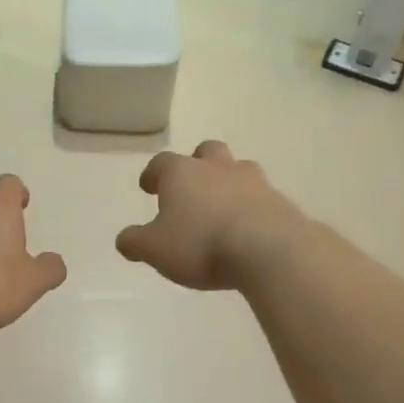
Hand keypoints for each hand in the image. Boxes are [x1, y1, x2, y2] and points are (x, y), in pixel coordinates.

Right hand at [115, 141, 303, 290]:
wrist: (267, 249)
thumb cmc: (200, 244)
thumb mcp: (155, 250)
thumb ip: (135, 242)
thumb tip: (124, 239)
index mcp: (182, 173)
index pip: (161, 163)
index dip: (153, 174)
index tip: (148, 186)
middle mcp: (217, 168)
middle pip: (206, 152)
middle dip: (197, 164)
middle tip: (191, 185)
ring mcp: (253, 181)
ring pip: (238, 170)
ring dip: (228, 182)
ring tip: (222, 206)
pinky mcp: (279, 201)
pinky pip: (261, 197)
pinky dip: (251, 207)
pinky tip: (248, 227)